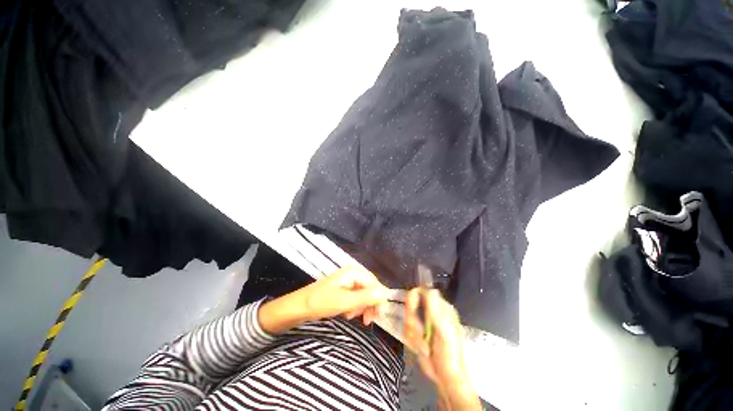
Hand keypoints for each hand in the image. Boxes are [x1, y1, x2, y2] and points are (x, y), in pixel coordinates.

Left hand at [259, 266, 390, 333]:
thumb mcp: (345, 302)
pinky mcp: (342, 289)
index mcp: (353, 272)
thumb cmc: (321, 303)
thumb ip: (366, 297)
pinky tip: (348, 314)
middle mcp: (352, 274)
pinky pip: (355, 297)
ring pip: (363, 293)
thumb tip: (385, 294)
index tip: (379, 316)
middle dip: (370, 304)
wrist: (298, 307)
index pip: (374, 283)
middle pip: (370, 288)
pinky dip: (355, 306)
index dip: (379, 299)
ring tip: (355, 317)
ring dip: (362, 306)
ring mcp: (347, 281)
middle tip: (369, 321)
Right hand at [404, 288, 480, 409]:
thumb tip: (430, 289)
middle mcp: (431, 312)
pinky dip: (413, 341)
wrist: (446, 378)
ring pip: (407, 318)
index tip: (412, 310)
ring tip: (425, 347)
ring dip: (414, 335)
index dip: (414, 297)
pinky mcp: (417, 333)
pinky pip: (407, 330)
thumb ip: (435, 312)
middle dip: (413, 322)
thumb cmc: (449, 355)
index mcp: (440, 308)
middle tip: (420, 334)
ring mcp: (423, 323)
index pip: (422, 291)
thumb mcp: (444, 333)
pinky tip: (422, 349)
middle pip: (411, 304)